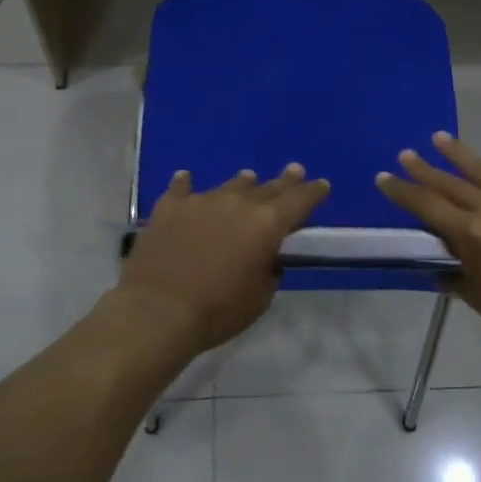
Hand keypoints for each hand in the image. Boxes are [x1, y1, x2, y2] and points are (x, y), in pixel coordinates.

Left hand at [118, 165, 330, 352]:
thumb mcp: (259, 298)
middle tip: (294, 170)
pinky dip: (187, 184)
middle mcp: (237, 203)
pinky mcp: (170, 207)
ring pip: (229, 186)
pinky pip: (181, 188)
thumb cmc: (217, 311)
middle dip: (284, 180)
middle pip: (267, 187)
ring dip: (242, 183)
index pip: (298, 201)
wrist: (158, 311)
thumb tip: (265, 256)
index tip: (322, 184)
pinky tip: (185, 178)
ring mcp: (201, 201)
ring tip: (248, 178)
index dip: (313, 192)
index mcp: (266, 225)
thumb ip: (268, 270)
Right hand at [377, 132, 480, 357]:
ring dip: (460, 153)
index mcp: (472, 235)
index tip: (383, 177)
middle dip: (424, 169)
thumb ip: (455, 278)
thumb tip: (438, 266)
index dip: (402, 192)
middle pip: (451, 184)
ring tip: (439, 137)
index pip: (427, 207)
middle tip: (405, 154)